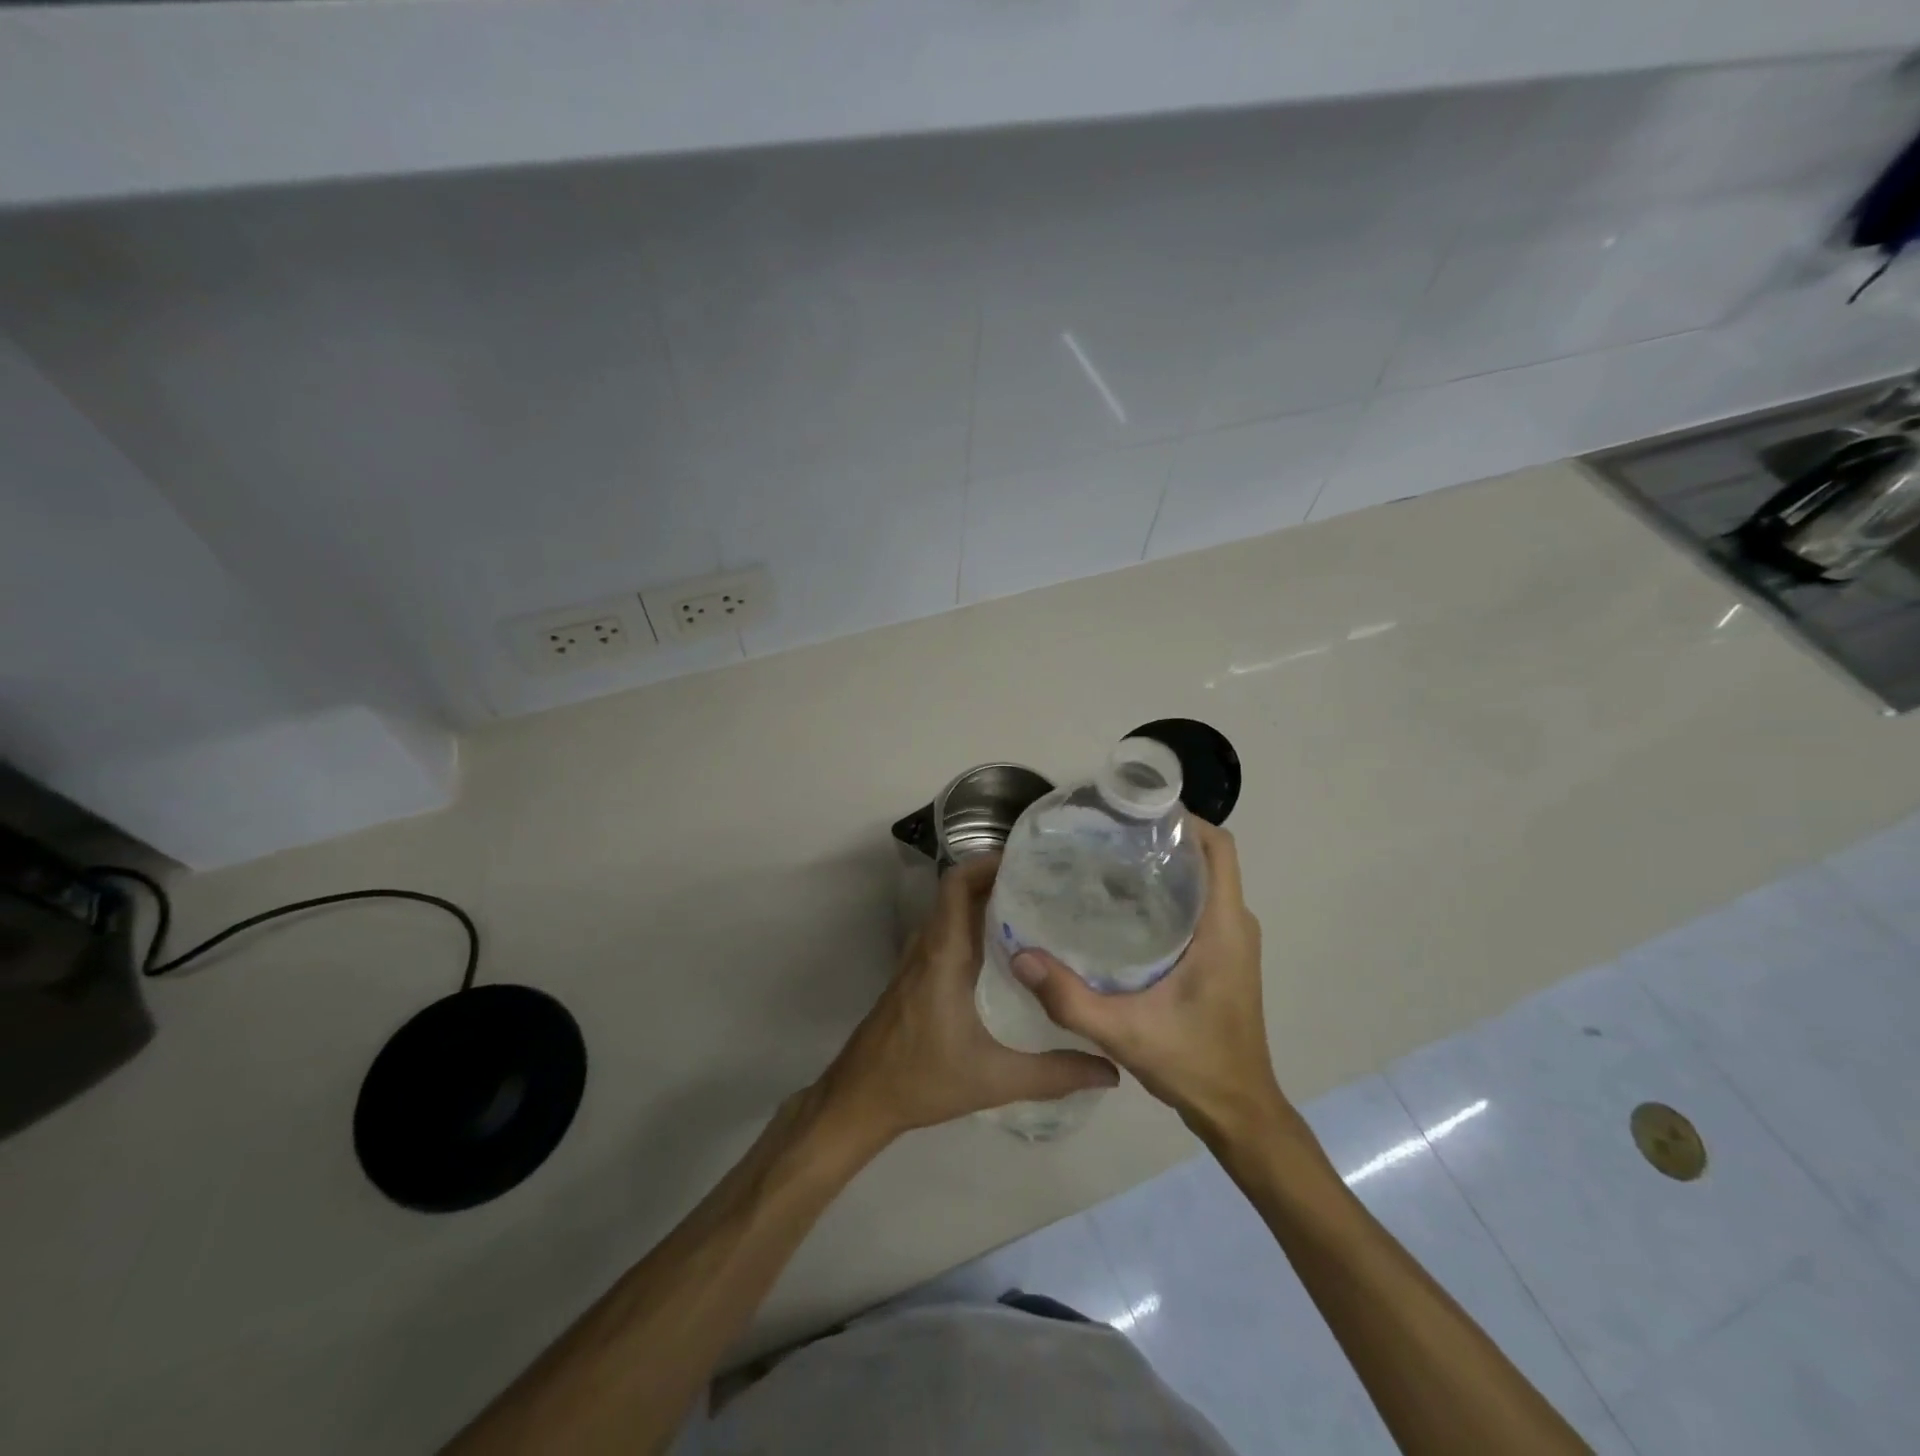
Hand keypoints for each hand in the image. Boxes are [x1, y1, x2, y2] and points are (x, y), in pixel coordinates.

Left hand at [819, 854, 1118, 1147]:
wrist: (861, 1099)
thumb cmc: (922, 1079)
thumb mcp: (994, 1079)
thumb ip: (1053, 1074)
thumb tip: (1110, 1072)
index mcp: (943, 954)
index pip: (957, 885)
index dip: (987, 863)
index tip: (1028, 862)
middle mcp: (928, 947)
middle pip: (959, 894)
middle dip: (998, 881)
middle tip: (1047, 886)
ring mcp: (918, 961)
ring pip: (952, 915)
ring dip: (985, 905)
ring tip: (1035, 912)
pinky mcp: (916, 978)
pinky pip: (946, 936)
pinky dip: (973, 929)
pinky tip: (1006, 955)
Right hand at [1011, 821, 1285, 1140]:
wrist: (1239, 1114)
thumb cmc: (1195, 1065)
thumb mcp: (1125, 1033)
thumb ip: (1070, 998)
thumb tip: (1020, 956)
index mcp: (1224, 927)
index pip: (1218, 847)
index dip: (1183, 819)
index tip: (1133, 812)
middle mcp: (1235, 924)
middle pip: (1205, 858)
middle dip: (1161, 837)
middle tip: (1104, 836)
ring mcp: (1232, 941)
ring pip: (1201, 881)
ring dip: (1162, 864)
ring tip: (1105, 862)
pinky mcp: (1222, 956)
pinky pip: (1197, 905)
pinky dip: (1166, 893)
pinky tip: (1120, 908)